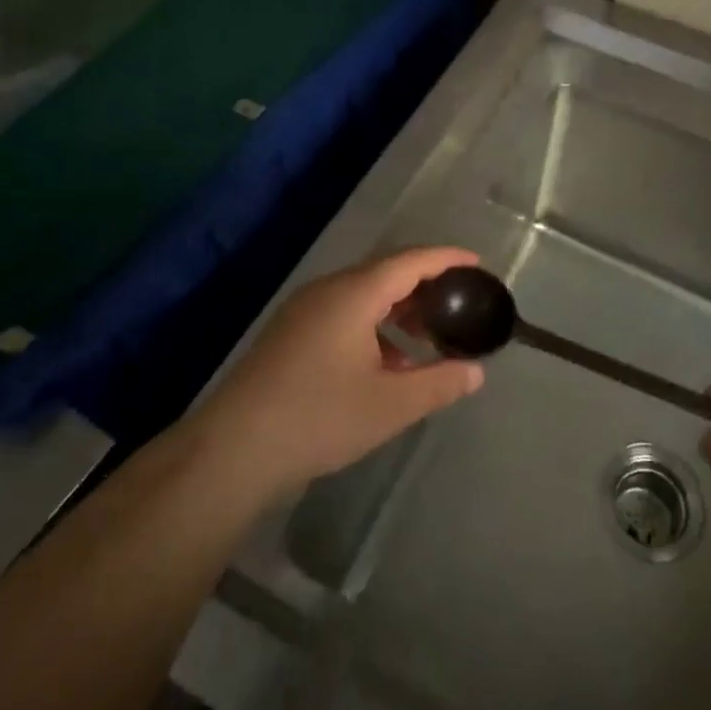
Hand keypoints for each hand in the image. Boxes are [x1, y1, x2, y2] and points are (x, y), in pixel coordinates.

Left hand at [192, 247, 485, 500]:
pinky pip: (343, 313)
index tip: (476, 265)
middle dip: (425, 287)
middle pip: (387, 273)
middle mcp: (329, 289)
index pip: (411, 261)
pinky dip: (373, 326)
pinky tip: (385, 365)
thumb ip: (439, 384)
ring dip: (398, 311)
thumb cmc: (319, 418)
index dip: (447, 259)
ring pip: (363, 295)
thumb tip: (475, 372)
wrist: (233, 450)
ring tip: (425, 341)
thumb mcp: (390, 406)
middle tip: (457, 306)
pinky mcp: (290, 333)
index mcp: (355, 294)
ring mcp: (304, 310)